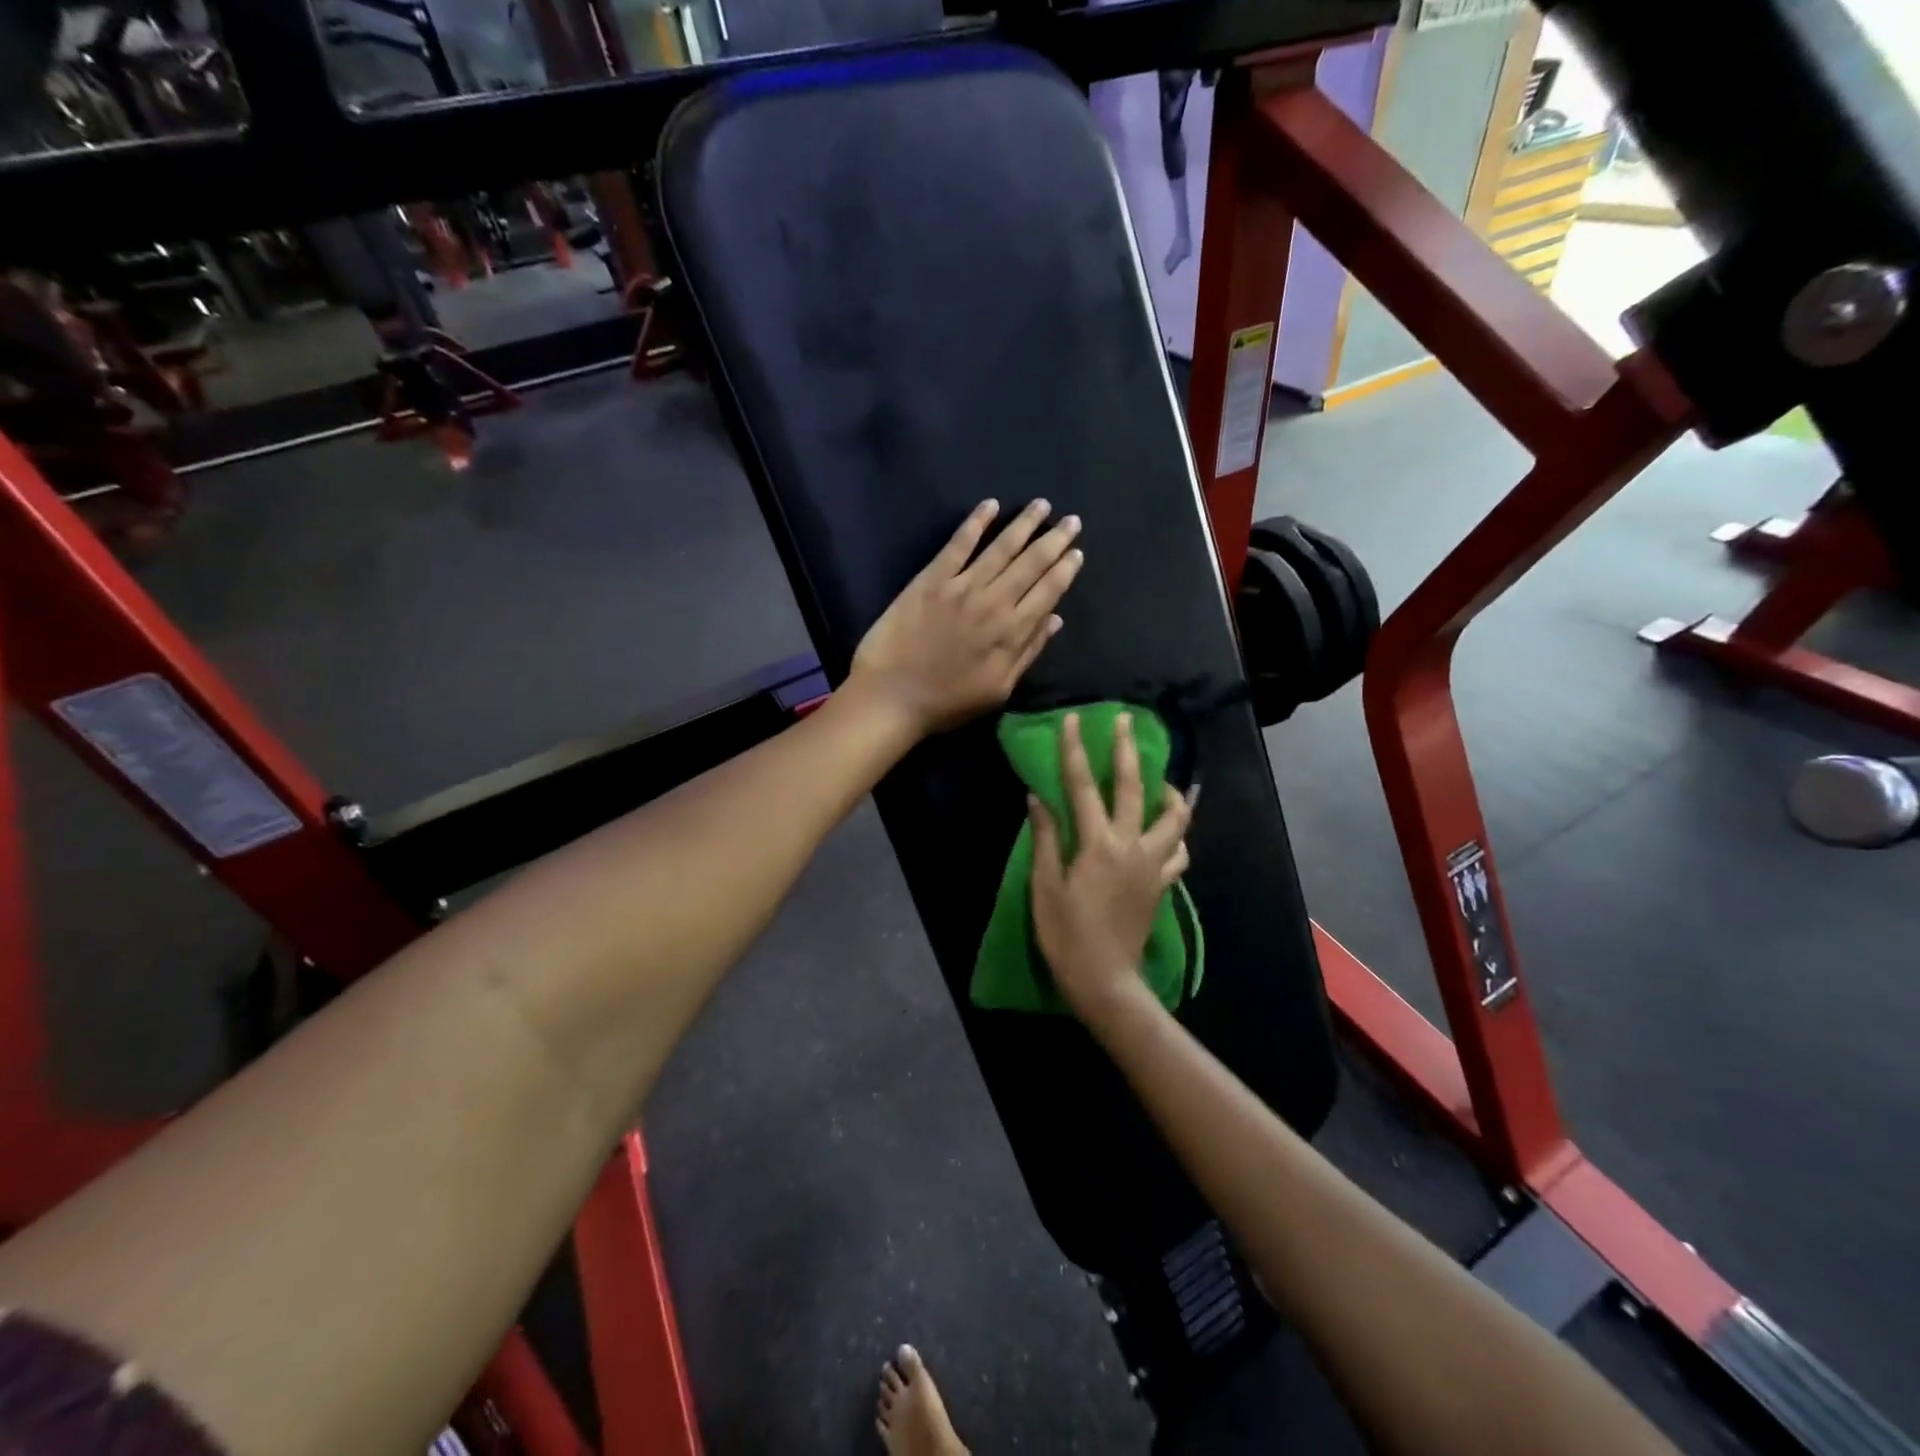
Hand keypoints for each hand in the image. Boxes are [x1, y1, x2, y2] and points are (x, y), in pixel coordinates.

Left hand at [849, 498, 1083, 735]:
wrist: (892, 697)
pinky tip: (990, 506)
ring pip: (1001, 548)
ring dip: (1024, 524)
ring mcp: (961, 587)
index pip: (1047, 592)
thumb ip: (1028, 652)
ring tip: (1041, 505)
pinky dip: (975, 523)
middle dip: (1054, 540)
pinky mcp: (931, 580)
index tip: (1076, 552)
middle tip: (1071, 520)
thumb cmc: (947, 703)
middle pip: (1031, 564)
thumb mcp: (998, 690)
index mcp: (1012, 632)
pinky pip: (958, 545)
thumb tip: (1055, 619)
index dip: (1064, 570)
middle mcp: (993, 602)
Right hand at [1029, 711, 1193, 1023]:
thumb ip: (1045, 839)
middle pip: (1134, 787)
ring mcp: (1153, 865)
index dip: (1076, 750)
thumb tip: (1038, 799)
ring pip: (1174, 818)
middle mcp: (1132, 846)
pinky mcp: (1162, 884)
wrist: (1105, 980)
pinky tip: (1166, 831)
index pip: (1083, 786)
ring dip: (1168, 792)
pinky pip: (1178, 851)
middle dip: (1128, 750)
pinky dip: (1175, 835)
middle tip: (1126, 721)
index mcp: (1098, 845)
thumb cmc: (1066, 935)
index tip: (1075, 720)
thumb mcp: (1045, 886)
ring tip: (1161, 779)